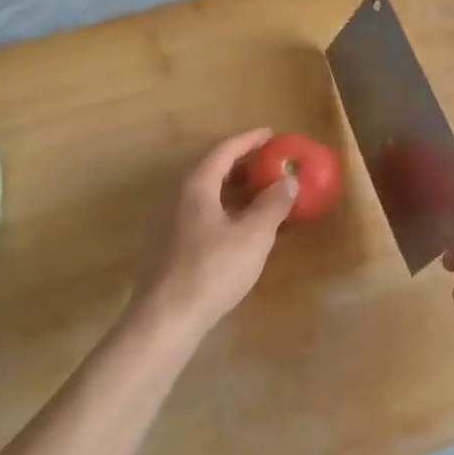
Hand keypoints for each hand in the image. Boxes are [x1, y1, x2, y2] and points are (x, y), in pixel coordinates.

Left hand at [131, 130, 297, 336]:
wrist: (164, 320)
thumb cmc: (212, 270)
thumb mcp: (253, 236)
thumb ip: (273, 205)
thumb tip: (289, 180)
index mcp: (195, 185)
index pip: (224, 150)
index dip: (249, 140)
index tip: (271, 135)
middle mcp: (177, 196)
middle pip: (211, 169)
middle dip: (242, 165)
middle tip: (269, 165)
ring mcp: (167, 223)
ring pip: (205, 195)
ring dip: (233, 190)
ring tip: (260, 197)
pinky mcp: (166, 247)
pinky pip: (199, 215)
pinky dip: (222, 211)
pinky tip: (238, 231)